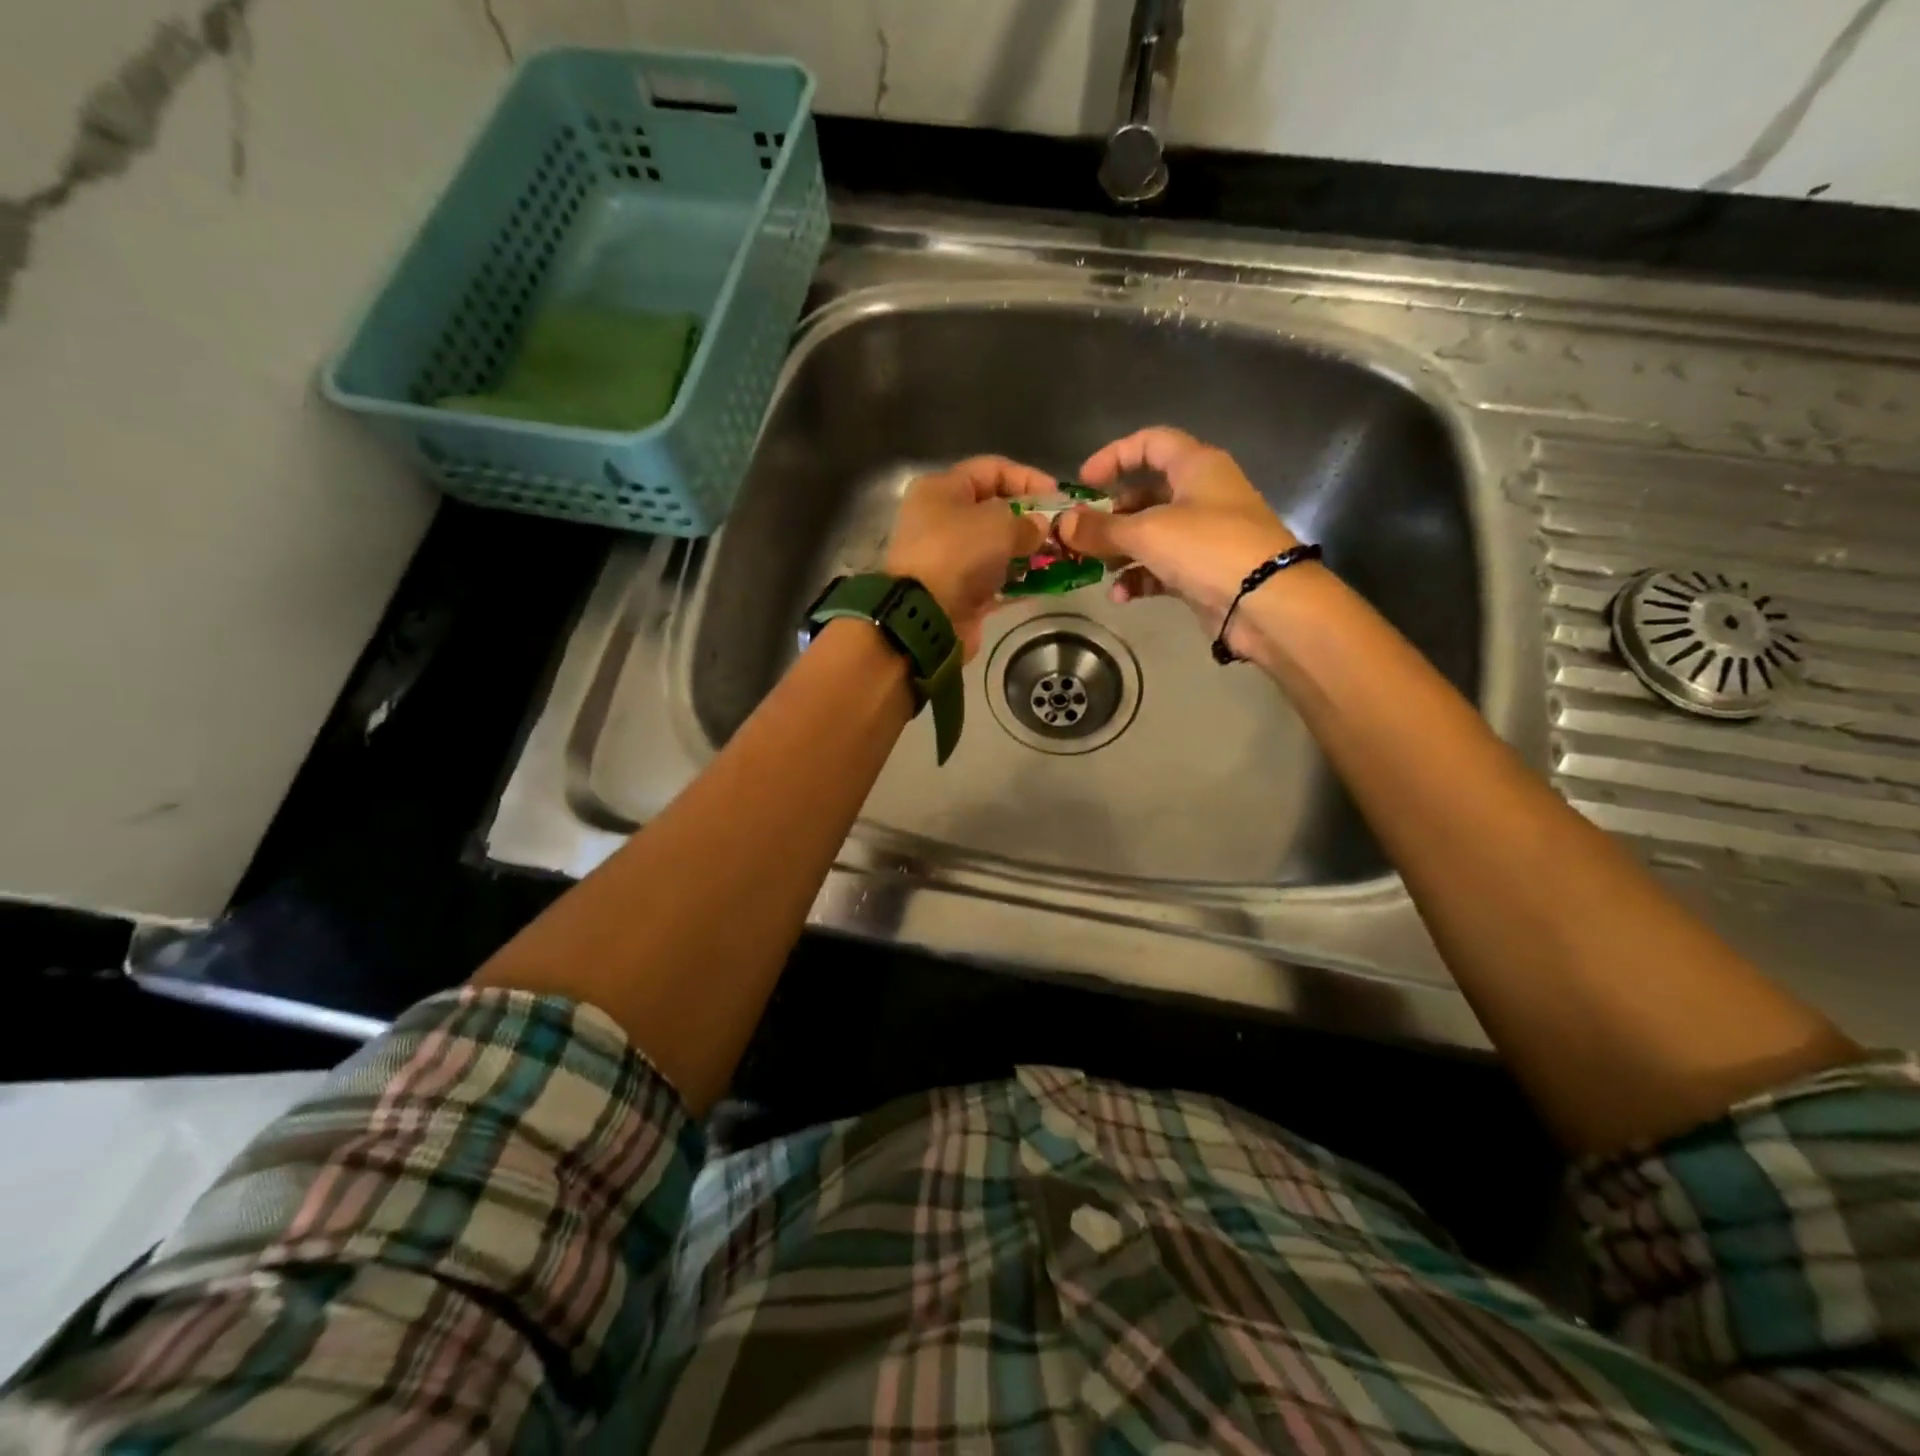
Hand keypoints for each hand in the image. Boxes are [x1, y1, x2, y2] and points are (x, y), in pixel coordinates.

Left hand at [886, 456, 1051, 659]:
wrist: (924, 616)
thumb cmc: (957, 554)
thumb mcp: (999, 525)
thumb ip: (1026, 522)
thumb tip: (1039, 528)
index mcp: (941, 489)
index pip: (992, 469)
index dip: (1028, 478)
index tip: (1059, 496)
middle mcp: (940, 520)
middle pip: (993, 509)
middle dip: (1029, 518)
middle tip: (1061, 531)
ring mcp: (947, 558)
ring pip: (995, 547)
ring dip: (1026, 552)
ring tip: (1058, 557)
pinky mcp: (957, 592)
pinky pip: (994, 580)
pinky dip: (1017, 581)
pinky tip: (1044, 583)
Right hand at [1058, 427, 1301, 653]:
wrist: (1266, 603)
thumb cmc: (1208, 548)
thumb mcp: (1147, 533)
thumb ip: (1101, 528)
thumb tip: (1062, 524)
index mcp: (1196, 466)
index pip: (1150, 442)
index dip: (1113, 456)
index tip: (1083, 483)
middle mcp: (1202, 494)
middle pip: (1146, 493)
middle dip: (1111, 515)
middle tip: (1084, 535)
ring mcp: (1205, 534)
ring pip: (1152, 534)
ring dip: (1121, 551)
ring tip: (1098, 569)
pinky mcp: (1204, 571)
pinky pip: (1162, 567)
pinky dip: (1139, 577)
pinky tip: (1121, 595)